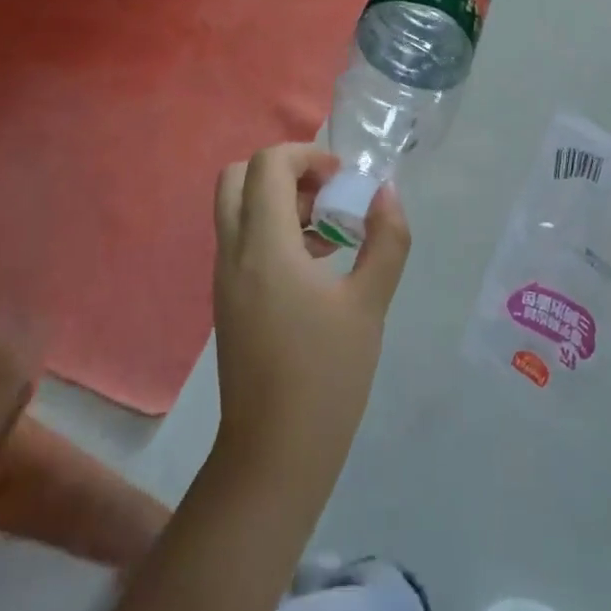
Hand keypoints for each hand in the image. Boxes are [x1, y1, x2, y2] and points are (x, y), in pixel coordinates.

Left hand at [210, 144, 411, 506]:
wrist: (274, 455)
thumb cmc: (326, 375)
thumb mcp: (369, 303)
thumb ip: (386, 239)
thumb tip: (386, 192)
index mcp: (264, 246)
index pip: (267, 165)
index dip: (306, 154)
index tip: (342, 178)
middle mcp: (233, 253)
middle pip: (238, 178)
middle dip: (284, 171)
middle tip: (326, 193)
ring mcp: (224, 278)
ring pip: (237, 210)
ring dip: (280, 202)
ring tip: (329, 232)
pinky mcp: (228, 301)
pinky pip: (242, 241)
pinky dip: (273, 231)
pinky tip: (315, 266)